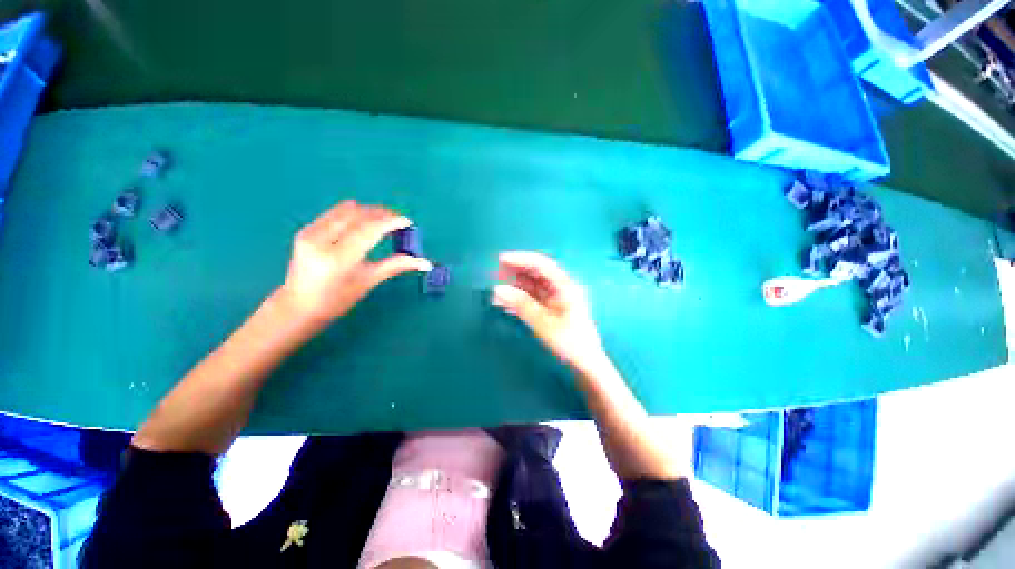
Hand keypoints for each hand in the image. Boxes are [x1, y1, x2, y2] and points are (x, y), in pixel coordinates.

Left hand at [278, 201, 431, 326]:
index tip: (407, 221)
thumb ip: (396, 266)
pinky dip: (353, 213)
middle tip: (398, 219)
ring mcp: (310, 233)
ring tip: (384, 218)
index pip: (368, 231)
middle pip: (357, 216)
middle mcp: (321, 241)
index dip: (390, 222)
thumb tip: (424, 262)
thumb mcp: (368, 282)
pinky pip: (334, 214)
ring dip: (368, 211)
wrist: (298, 306)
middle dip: (381, 213)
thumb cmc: (337, 300)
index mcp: (338, 259)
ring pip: (345, 211)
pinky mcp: (305, 230)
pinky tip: (363, 218)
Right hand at [492, 252, 609, 375]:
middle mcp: (561, 288)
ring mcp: (556, 298)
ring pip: (532, 287)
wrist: (585, 363)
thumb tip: (497, 289)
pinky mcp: (552, 309)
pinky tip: (506, 306)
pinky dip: (520, 300)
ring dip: (515, 288)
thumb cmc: (569, 341)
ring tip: (496, 294)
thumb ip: (521, 304)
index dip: (521, 259)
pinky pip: (533, 299)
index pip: (541, 264)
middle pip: (536, 273)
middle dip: (516, 272)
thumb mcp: (543, 322)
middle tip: (495, 275)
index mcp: (564, 285)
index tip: (501, 259)